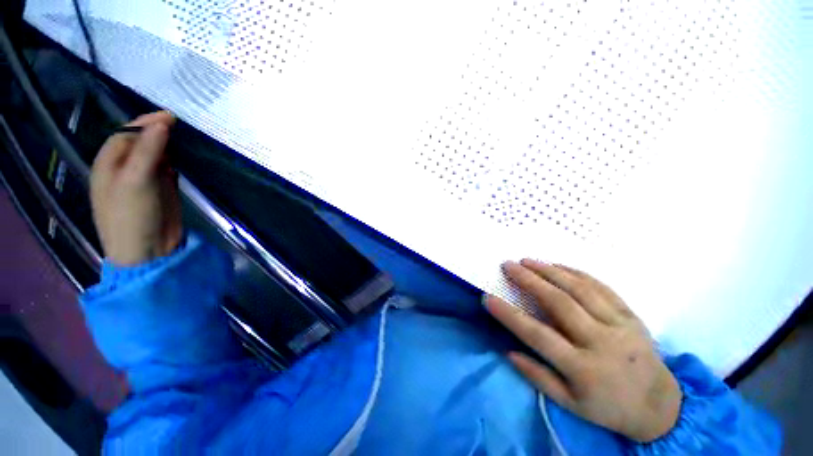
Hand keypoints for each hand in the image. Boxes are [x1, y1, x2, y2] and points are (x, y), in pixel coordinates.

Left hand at [90, 111, 181, 265]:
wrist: (148, 250)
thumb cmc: (132, 216)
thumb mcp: (135, 181)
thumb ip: (147, 150)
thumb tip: (163, 123)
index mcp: (109, 163)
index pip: (126, 134)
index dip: (147, 123)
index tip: (173, 117)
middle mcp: (124, 167)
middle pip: (141, 142)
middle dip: (159, 131)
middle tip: (182, 126)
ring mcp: (143, 178)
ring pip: (156, 154)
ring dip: (169, 145)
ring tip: (187, 137)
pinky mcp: (161, 188)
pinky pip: (168, 167)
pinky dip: (177, 159)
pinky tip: (186, 156)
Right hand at [484, 260, 681, 442]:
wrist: (659, 405)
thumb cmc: (608, 407)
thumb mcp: (570, 404)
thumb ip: (537, 376)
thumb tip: (507, 351)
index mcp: (583, 369)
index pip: (538, 336)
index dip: (509, 315)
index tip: (488, 298)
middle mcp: (601, 342)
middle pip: (559, 303)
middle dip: (529, 280)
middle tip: (508, 265)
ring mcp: (619, 325)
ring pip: (580, 289)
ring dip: (550, 271)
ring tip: (527, 260)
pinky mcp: (631, 314)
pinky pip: (601, 287)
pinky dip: (576, 272)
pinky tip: (558, 265)